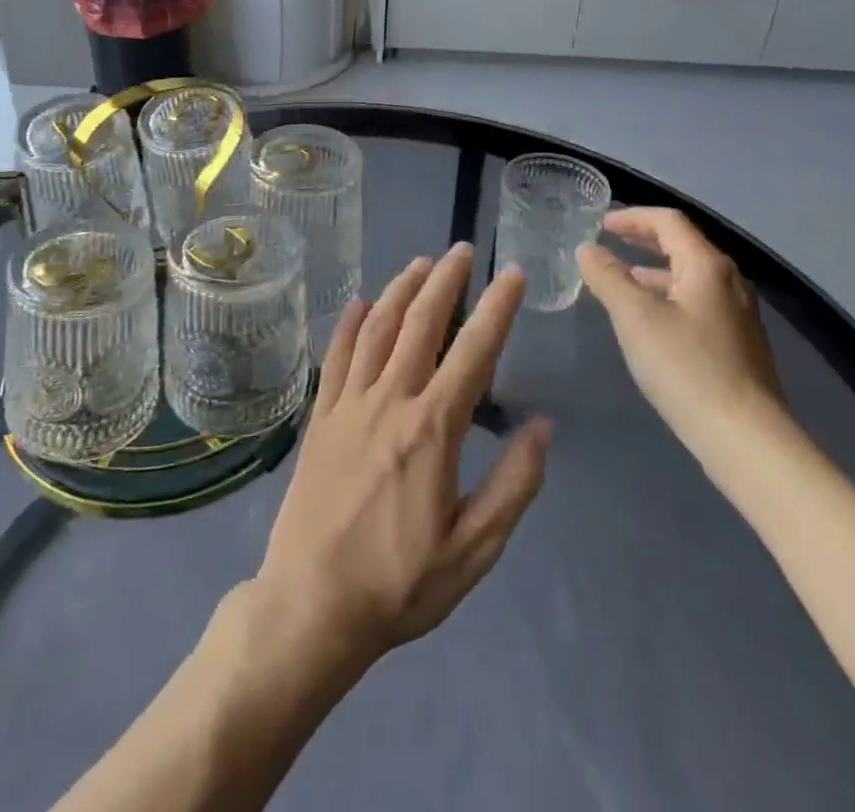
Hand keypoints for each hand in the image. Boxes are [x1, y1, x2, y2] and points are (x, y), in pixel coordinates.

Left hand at [251, 245, 552, 673]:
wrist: (312, 605)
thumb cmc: (400, 582)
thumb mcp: (474, 550)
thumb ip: (514, 485)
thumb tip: (542, 426)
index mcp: (432, 428)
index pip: (473, 352)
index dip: (497, 308)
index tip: (513, 274)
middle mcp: (390, 400)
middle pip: (420, 324)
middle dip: (445, 281)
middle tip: (461, 249)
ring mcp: (349, 404)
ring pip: (377, 329)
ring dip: (399, 290)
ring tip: (420, 263)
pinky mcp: (320, 417)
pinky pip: (335, 358)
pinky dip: (347, 325)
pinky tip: (356, 303)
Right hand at [577, 207, 788, 465]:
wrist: (746, 438)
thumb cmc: (687, 368)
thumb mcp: (636, 318)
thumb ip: (608, 277)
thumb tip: (588, 249)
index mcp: (707, 266)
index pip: (669, 221)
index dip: (633, 217)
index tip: (601, 224)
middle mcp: (728, 281)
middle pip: (684, 244)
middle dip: (645, 238)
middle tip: (611, 240)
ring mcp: (737, 313)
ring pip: (691, 274)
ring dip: (655, 268)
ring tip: (623, 277)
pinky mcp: (737, 342)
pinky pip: (697, 300)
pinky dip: (669, 293)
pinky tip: (651, 318)